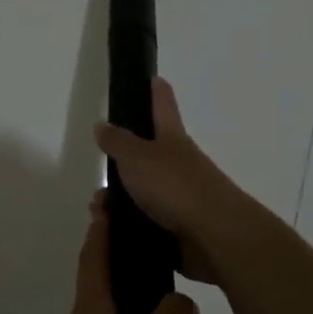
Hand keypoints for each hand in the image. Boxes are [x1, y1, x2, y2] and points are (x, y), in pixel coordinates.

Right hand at [94, 78, 242, 283]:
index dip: (156, 90)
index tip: (152, 78)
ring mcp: (181, 198)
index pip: (163, 105)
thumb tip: (102, 125)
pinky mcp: (179, 229)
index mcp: (172, 139)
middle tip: (98, 178)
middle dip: (121, 164)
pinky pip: (147, 223)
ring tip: (98, 212)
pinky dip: (127, 226)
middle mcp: (179, 164)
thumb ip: (117, 142)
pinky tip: (111, 234)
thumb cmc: (175, 186)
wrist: (214, 236)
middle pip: (148, 156)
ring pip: (143, 193)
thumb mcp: (138, 157)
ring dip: (118, 201)